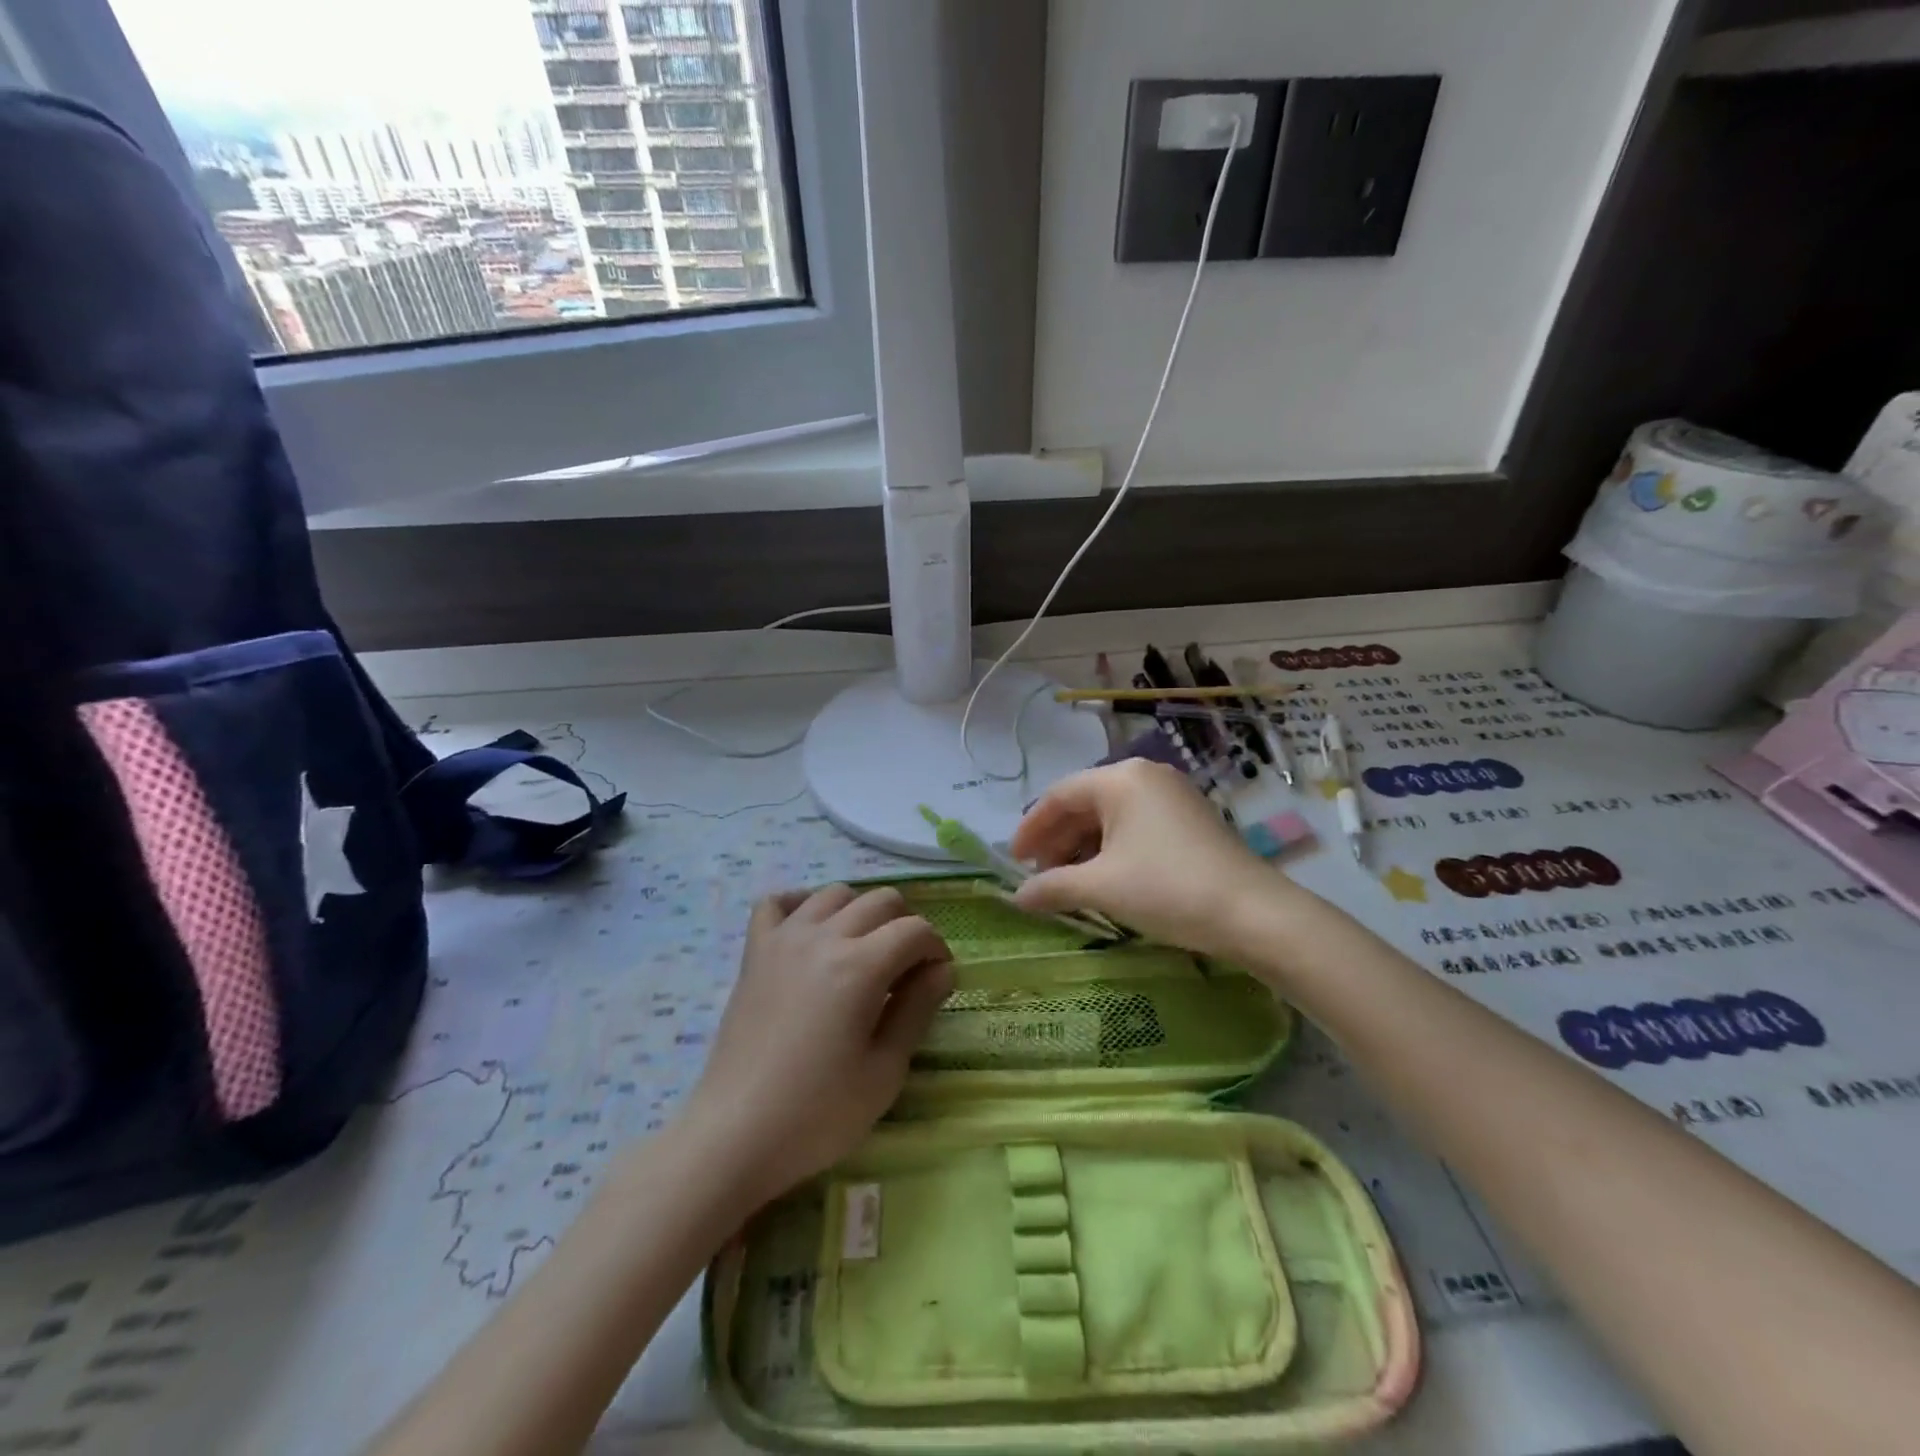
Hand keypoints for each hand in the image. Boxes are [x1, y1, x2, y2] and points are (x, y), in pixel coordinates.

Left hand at [681, 885, 952, 1210]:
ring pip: (834, 894)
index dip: (936, 949)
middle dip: (906, 926)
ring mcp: (783, 939)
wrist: (736, 1134)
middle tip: (905, 969)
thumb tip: (943, 969)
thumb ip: (917, 1009)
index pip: (915, 930)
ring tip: (862, 952)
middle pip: (881, 900)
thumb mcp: (885, 1070)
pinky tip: (811, 931)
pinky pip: (776, 902)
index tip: (937, 979)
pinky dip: (799, 904)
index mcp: (860, 966)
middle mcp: (823, 937)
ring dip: (859, 912)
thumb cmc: (819, 1114)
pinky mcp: (754, 952)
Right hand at [1010, 760, 1293, 958]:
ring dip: (1083, 848)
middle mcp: (1146, 777)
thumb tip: (1017, 898)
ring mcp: (1172, 796)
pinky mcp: (1190, 820)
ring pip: (1111, 816)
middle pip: (1085, 803)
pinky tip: (1104, 878)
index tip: (1014, 862)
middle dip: (1057, 840)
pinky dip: (1112, 850)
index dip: (1031, 828)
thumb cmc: (1167, 889)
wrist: (1253, 914)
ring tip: (1067, 882)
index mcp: (1121, 779)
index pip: (1059, 795)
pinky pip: (1136, 826)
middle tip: (1039, 877)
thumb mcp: (1102, 887)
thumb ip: (1052, 887)